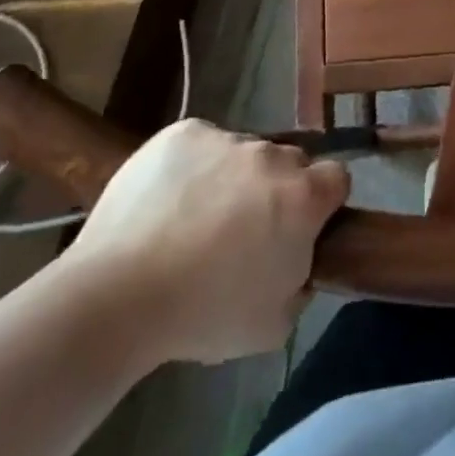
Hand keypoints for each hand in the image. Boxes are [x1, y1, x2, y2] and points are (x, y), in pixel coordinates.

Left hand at [63, 121, 350, 366]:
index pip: (337, 178)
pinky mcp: (184, 132)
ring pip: (243, 152)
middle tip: (244, 230)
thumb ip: (302, 280)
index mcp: (303, 197)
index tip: (301, 227)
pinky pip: (202, 143)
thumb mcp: (274, 323)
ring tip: (194, 218)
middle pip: (289, 163)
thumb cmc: (203, 316)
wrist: (117, 297)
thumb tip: (298, 259)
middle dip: (276, 189)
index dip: (323, 202)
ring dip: (233, 177)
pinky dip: (194, 164)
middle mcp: (273, 156)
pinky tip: (169, 199)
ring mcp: (227, 138)